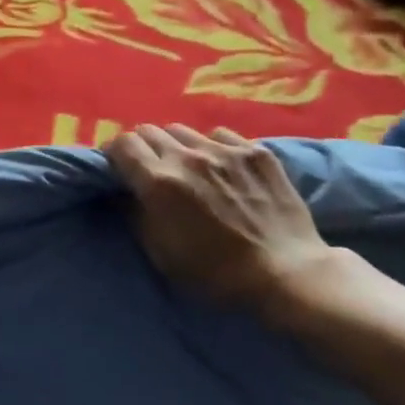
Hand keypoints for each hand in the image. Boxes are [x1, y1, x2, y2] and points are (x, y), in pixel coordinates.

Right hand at [106, 124, 337, 311]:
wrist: (289, 275)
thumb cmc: (217, 273)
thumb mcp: (161, 254)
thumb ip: (135, 214)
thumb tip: (121, 192)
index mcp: (159, 182)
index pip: (122, 144)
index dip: (115, 154)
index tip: (119, 167)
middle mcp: (187, 156)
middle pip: (148, 131)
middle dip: (143, 148)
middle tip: (151, 169)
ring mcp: (224, 150)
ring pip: (182, 130)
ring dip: (176, 146)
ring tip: (188, 167)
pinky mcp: (255, 151)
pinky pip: (219, 135)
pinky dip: (212, 147)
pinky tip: (222, 168)